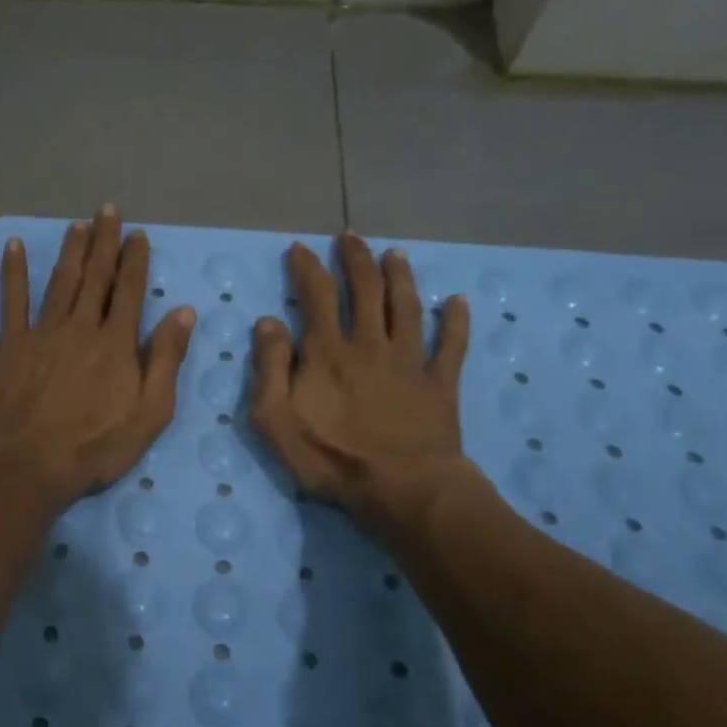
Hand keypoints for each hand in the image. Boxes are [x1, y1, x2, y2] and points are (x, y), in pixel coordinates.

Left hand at [0, 206, 195, 510]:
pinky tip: (13, 246)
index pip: (130, 291)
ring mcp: (43, 332)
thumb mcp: (150, 413)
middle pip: (96, 277)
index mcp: (117, 343)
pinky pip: (12, 299)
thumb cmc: (96, 446)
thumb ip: (166, 360)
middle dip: (104, 242)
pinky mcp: (11, 344)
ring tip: (77, 225)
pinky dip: (13, 271)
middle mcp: (81, 326)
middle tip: (107, 211)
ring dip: (71, 250)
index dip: (135, 260)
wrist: (29, 464)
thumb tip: (183, 312)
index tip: (138, 234)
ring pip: (61, 281)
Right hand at [249, 234, 473, 536]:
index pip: (316, 295)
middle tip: (350, 237)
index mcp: (328, 352)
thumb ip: (269, 368)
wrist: (401, 489)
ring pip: (407, 307)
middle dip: (355, 259)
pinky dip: (455, 321)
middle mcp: (370, 344)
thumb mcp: (275, 419)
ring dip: (401, 276)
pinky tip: (458, 301)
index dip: (307, 267)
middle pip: (365, 290)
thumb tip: (268, 322)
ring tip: (395, 254)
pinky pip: (451, 345)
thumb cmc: (331, 458)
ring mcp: (409, 361)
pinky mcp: (440, 383)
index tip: (300, 248)